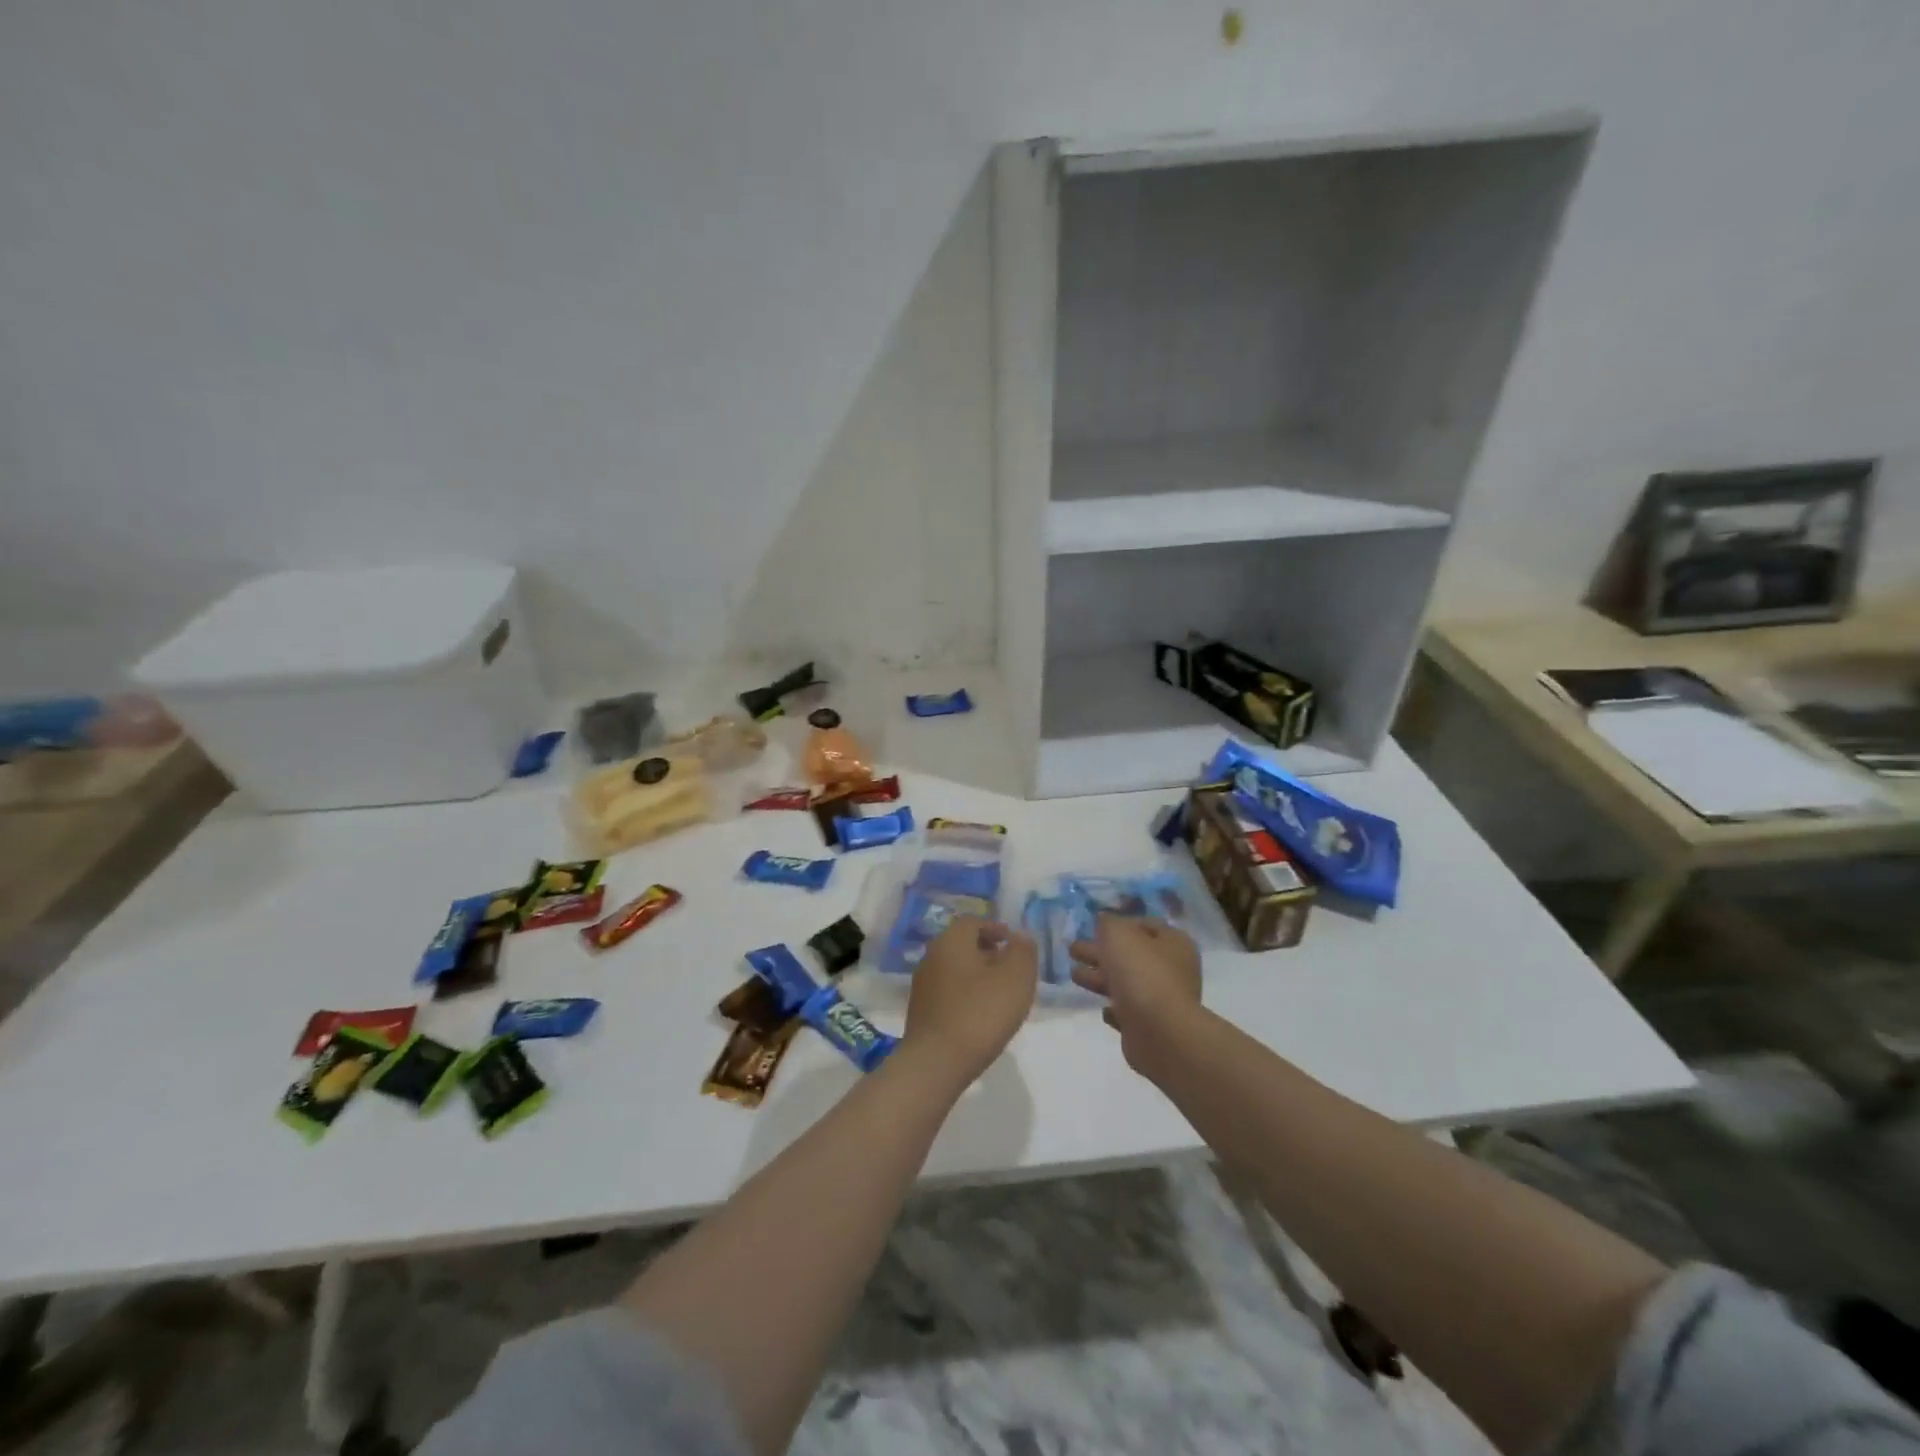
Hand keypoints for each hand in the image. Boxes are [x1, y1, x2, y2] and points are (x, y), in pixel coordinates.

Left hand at [903, 917, 1037, 1087]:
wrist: (936, 1062)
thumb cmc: (980, 1013)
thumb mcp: (1016, 978)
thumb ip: (1023, 951)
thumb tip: (1021, 936)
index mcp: (951, 940)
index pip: (973, 921)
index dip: (996, 928)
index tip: (1015, 945)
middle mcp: (931, 956)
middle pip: (962, 944)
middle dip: (988, 952)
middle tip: (1012, 970)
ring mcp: (922, 985)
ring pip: (955, 969)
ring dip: (977, 976)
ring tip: (1001, 996)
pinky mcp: (921, 1011)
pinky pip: (948, 992)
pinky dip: (966, 995)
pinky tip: (981, 1016)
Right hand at [1070, 914, 1202, 1073]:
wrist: (1159, 1032)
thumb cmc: (1141, 973)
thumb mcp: (1119, 934)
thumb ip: (1108, 923)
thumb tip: (1104, 919)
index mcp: (1173, 943)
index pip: (1146, 925)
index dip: (1120, 922)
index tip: (1094, 926)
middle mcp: (1172, 970)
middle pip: (1131, 955)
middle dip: (1101, 951)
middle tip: (1073, 949)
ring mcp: (1163, 1000)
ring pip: (1126, 983)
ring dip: (1100, 978)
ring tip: (1073, 974)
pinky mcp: (1150, 1027)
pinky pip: (1129, 1013)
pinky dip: (1115, 1009)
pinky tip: (1103, 1009)